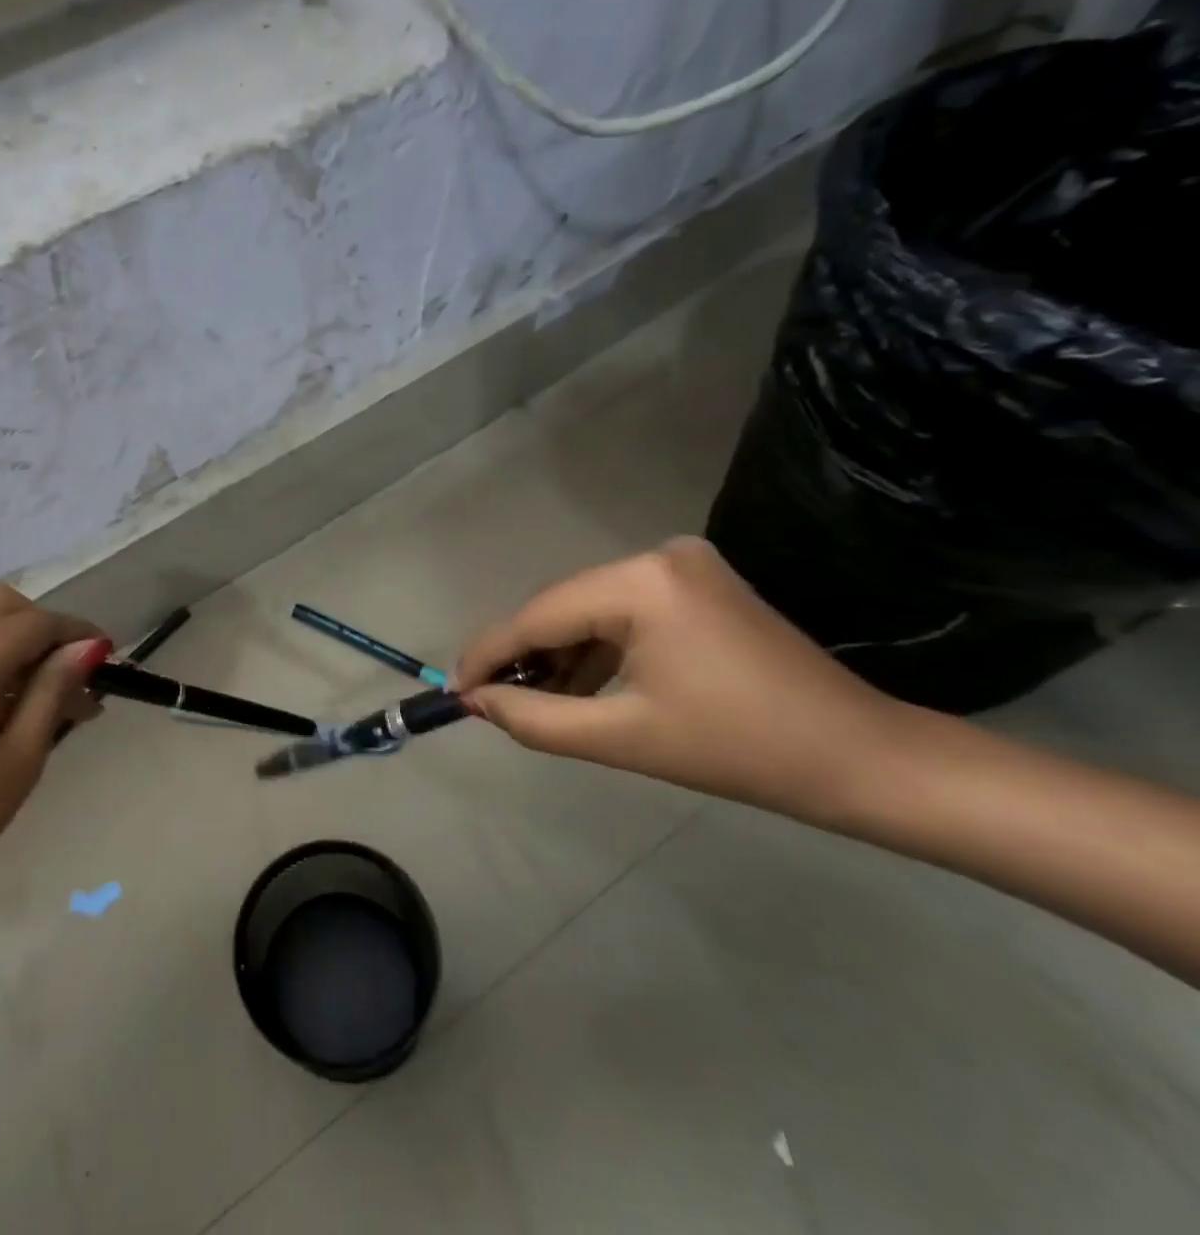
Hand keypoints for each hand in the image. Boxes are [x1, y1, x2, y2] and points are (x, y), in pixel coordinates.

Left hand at [0, 585, 109, 933]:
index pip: (37, 622)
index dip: (78, 633)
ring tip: (48, 695)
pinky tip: (8, 702)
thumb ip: (53, 690)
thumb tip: (88, 647)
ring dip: (17, 639)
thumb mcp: (19, 757)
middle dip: (44, 627)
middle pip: (3, 604)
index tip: (110, 658)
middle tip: (72, 674)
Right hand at [454, 537, 912, 822]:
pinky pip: (621, 612)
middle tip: (488, 701)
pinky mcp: (695, 583)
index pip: (539, 615)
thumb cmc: (740, 751)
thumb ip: (534, 717)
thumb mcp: (622, 738)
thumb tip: (476, 700)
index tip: (453, 690)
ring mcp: (680, 565)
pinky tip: (579, 686)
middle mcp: (656, 556)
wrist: (860, 758)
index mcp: (641, 583)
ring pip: (588, 610)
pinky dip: (596, 649)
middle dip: (523, 656)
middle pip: (561, 607)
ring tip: (531, 700)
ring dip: (558, 655)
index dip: (489, 654)